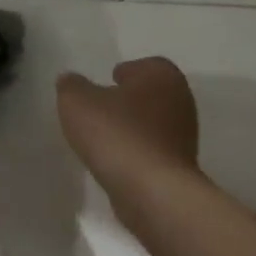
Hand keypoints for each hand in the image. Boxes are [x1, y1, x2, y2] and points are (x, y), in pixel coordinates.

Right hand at [55, 57, 201, 213]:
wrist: (152, 190)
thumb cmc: (117, 134)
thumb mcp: (78, 102)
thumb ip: (71, 86)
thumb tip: (70, 80)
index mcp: (162, 74)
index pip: (142, 65)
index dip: (123, 73)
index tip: (105, 83)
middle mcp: (181, 99)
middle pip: (150, 94)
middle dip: (128, 101)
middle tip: (101, 110)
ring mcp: (185, 135)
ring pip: (153, 124)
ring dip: (133, 129)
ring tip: (104, 139)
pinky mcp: (180, 165)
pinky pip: (152, 151)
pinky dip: (137, 152)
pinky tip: (117, 162)